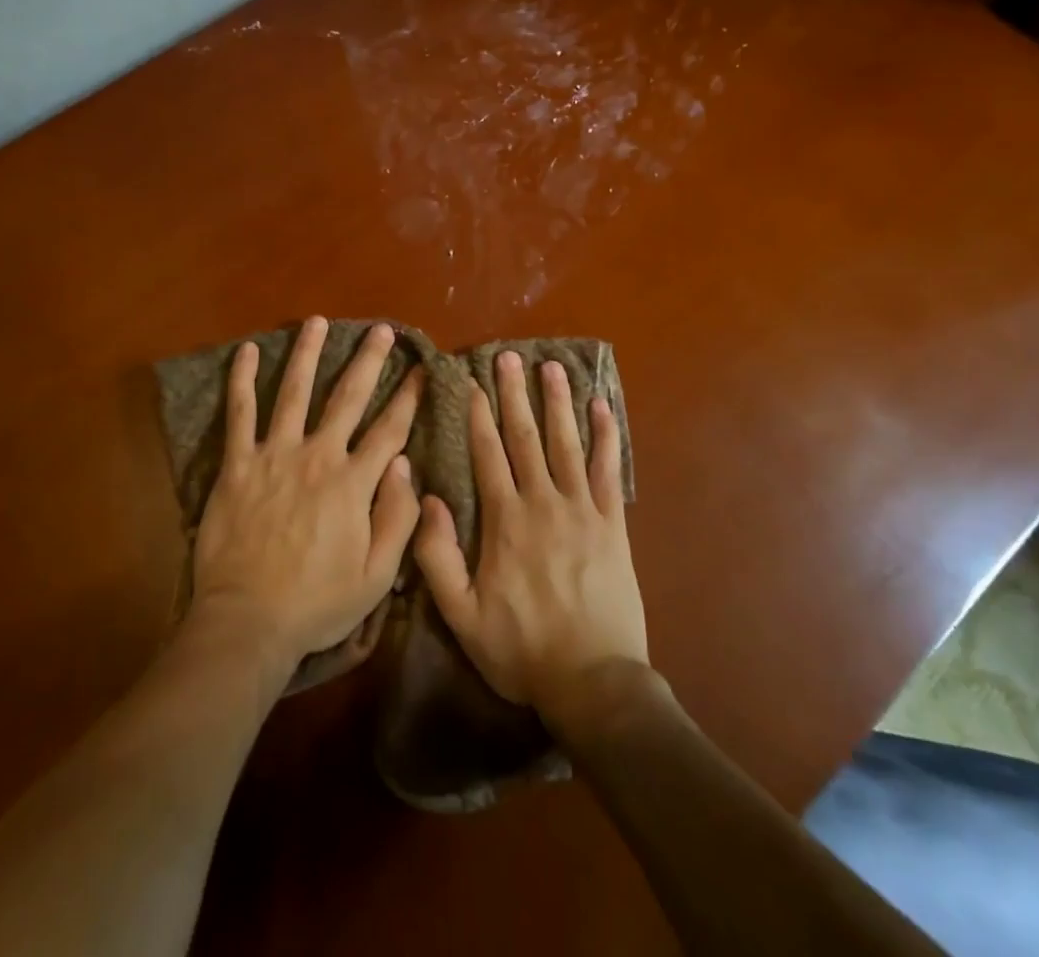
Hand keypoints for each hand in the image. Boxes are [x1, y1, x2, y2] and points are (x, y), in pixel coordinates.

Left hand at [191, 317, 423, 674]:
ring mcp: (274, 455)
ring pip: (293, 392)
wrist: (249, 620)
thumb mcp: (376, 576)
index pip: (389, 430)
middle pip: (347, 397)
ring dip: (307, 354)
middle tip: (382, 330)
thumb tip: (404, 466)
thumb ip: (397, 519)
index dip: (408, 397)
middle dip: (368, 360)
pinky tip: (246, 350)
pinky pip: (239, 414)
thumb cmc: (317, 603)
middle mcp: (317, 456)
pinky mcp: (238, 464)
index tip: (421, 369)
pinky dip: (241, 380)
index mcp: (353, 483)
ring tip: (318, 321)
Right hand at [414, 352, 647, 720]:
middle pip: (526, 437)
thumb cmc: (521, 648)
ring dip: (558, 402)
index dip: (479, 415)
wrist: (594, 682)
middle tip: (509, 356)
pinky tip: (603, 407)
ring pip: (566, 443)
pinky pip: (607, 471)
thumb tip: (427, 500)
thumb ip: (437, 556)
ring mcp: (581, 510)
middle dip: (515, 394)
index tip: (473, 382)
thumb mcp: (461, 614)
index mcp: (504, 521)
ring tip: (552, 366)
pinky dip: (606, 437)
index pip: (488, 454)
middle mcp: (542, 503)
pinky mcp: (612, 525)